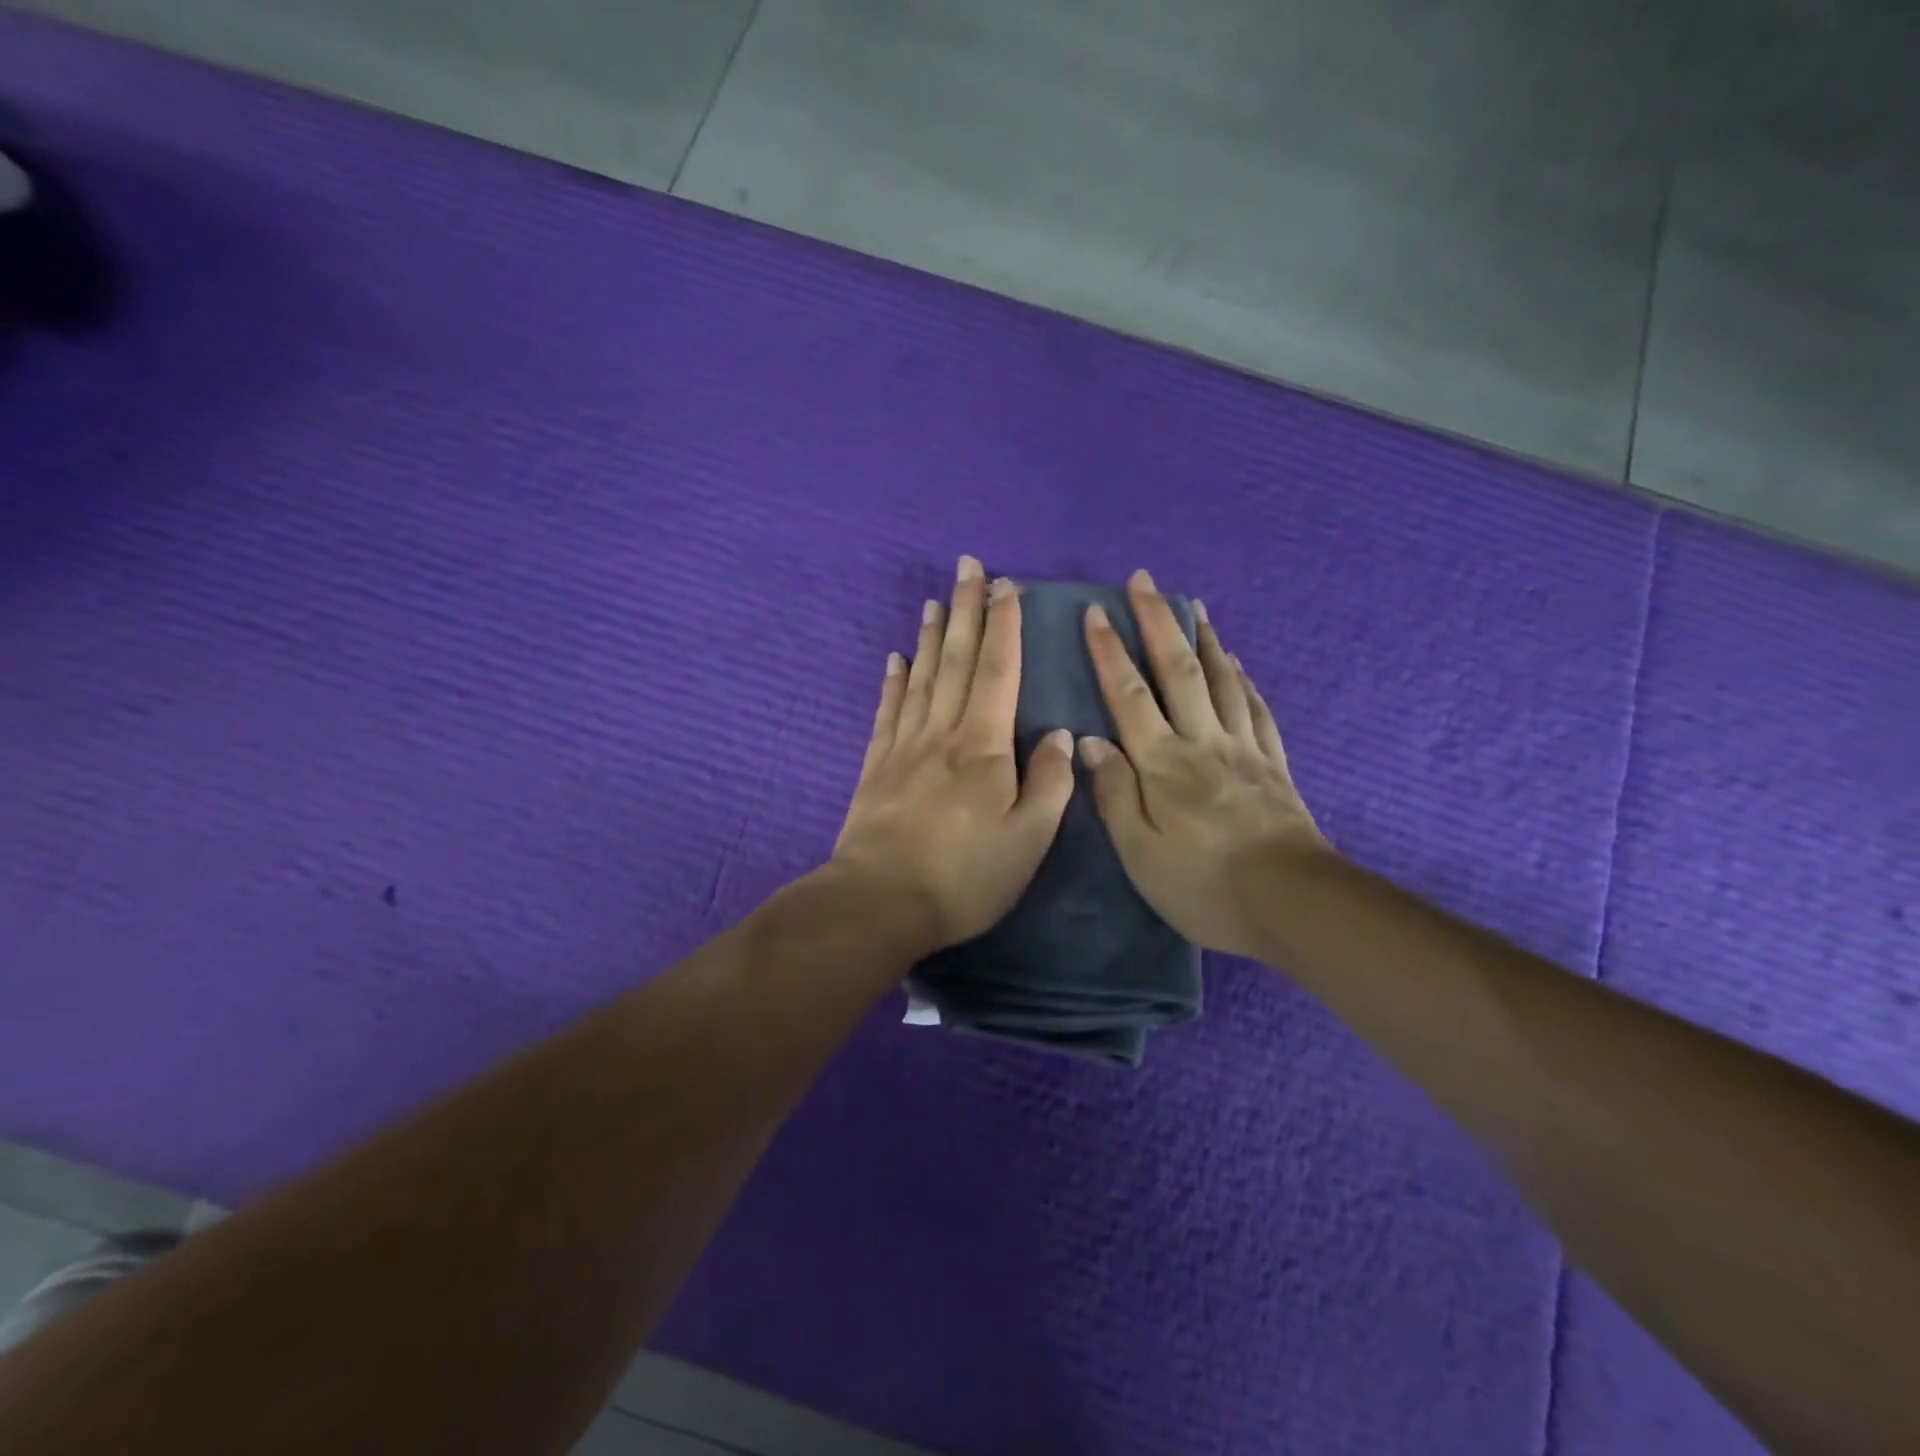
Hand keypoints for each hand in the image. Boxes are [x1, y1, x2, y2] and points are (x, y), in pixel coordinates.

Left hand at [832, 556, 1076, 954]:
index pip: (997, 671)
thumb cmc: (965, 875)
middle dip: (966, 610)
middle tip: (967, 567)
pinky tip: (896, 659)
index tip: (1006, 586)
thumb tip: (1059, 736)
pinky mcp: (876, 767)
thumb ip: (1049, 784)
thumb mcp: (1028, 839)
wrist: (880, 902)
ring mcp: (903, 747)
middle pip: (955, 660)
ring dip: (930, 635)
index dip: (1004, 627)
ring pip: (920, 677)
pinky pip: (887, 711)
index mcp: (983, 746)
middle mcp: (942, 733)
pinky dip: (893, 681)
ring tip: (935, 601)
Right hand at [1079, 570, 1328, 958]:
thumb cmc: (1203, 885)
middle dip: (1157, 622)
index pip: (1129, 695)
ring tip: (1193, 606)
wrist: (1292, 903)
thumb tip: (1088, 742)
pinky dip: (1242, 679)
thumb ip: (1114, 793)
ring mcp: (1243, 749)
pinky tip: (1236, 664)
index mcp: (1163, 763)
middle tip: (1145, 580)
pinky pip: (1256, 709)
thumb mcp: (1140, 853)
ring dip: (1202, 639)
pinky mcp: (1273, 765)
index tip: (1095, 612)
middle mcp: (1202, 742)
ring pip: (1221, 680)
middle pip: (1178, 671)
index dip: (1109, 652)